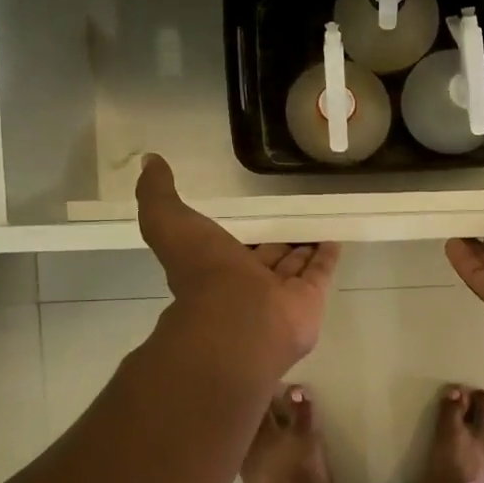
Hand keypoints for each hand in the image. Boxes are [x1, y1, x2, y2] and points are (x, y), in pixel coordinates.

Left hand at [136, 155, 339, 370]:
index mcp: (216, 269)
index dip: (242, 232)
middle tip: (291, 219)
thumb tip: (149, 162)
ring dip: (303, 248)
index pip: (232, 248)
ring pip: (293, 265)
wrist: (239, 320)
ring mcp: (280, 295)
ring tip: (317, 224)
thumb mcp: (169, 224)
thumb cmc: (205, 272)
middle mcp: (248, 284)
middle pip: (266, 257)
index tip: (253, 214)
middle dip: (277, 242)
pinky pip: (319, 273)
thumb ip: (157, 195)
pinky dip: (326, 257)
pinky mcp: (309, 299)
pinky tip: (335, 238)